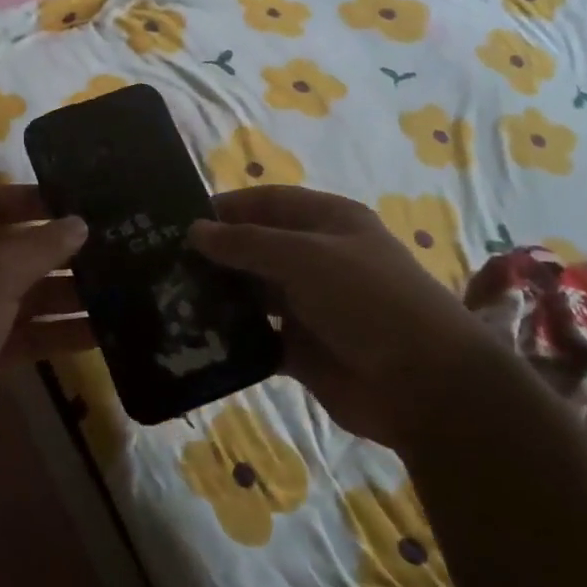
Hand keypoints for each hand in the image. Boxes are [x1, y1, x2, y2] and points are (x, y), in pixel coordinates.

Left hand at [0, 186, 90, 471]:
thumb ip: (40, 246)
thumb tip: (80, 222)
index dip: (29, 199)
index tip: (76, 201)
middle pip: (18, 249)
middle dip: (62, 250)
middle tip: (116, 245)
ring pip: (30, 293)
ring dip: (70, 292)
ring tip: (123, 288)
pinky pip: (33, 332)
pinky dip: (63, 331)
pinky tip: (104, 331)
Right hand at [190, 186, 495, 446]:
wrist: (424, 384)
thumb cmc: (368, 300)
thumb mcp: (306, 257)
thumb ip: (247, 243)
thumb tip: (194, 230)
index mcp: (327, 222)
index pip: (267, 202)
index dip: (226, 208)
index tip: (177, 220)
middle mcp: (316, 258)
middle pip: (256, 248)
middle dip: (215, 254)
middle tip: (161, 265)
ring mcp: (309, 304)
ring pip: (252, 293)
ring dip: (219, 296)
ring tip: (169, 300)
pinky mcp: (301, 348)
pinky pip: (257, 336)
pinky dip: (231, 336)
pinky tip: (195, 338)